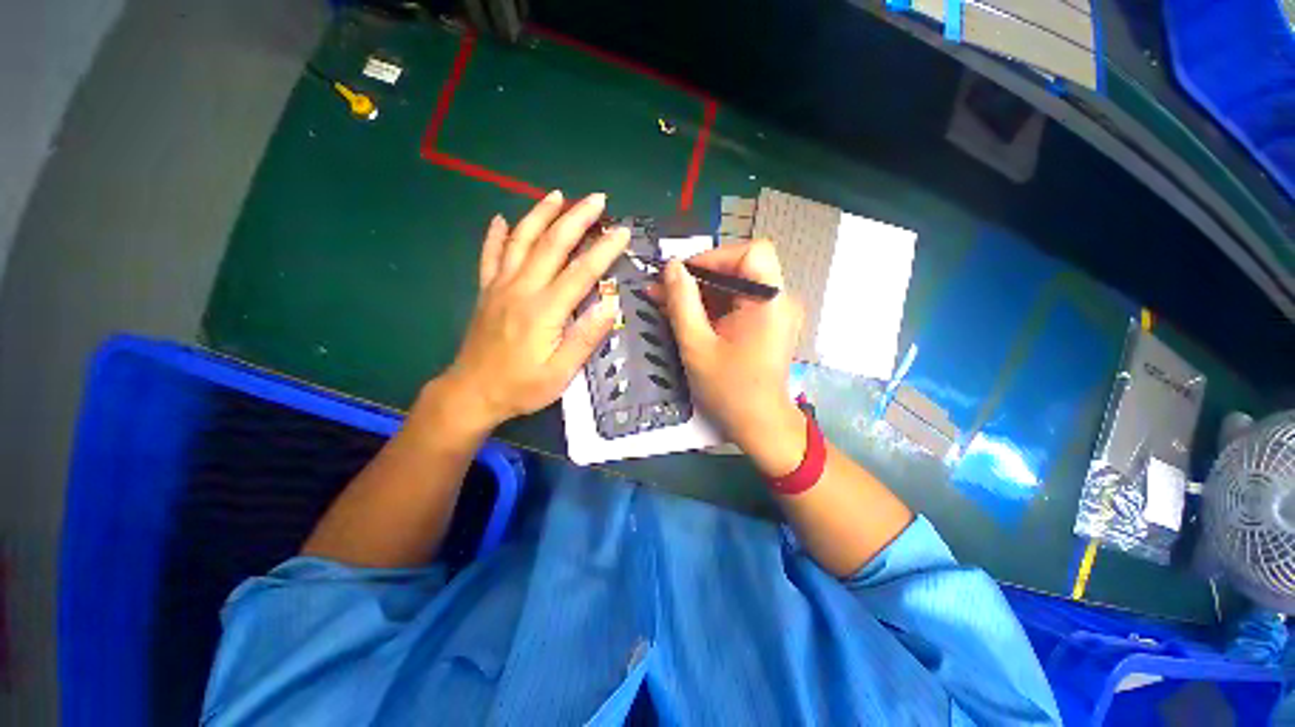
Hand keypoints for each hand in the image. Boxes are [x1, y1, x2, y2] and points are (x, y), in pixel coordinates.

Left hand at [434, 191, 629, 431]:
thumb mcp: (560, 373)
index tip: (623, 231)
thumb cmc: (521, 387)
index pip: (581, 271)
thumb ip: (585, 338)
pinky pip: (489, 255)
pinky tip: (500, 218)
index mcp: (544, 310)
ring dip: (540, 214)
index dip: (604, 249)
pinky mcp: (486, 291)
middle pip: (551, 244)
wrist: (472, 393)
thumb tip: (610, 306)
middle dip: (576, 217)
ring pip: (521, 240)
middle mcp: (522, 289)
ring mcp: (500, 286)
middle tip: (597, 199)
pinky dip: (496, 235)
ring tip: (557, 195)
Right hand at [660, 241, 806, 473]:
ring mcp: (774, 312)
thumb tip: (670, 266)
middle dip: (698, 277)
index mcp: (770, 302)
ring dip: (699, 292)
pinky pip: (735, 303)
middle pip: (739, 268)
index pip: (751, 251)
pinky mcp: (765, 324)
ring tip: (664, 302)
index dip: (715, 257)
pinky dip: (709, 307)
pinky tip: (683, 316)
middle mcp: (779, 300)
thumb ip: (682, 302)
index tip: (684, 276)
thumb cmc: (729, 390)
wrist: (759, 425)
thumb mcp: (697, 346)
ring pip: (733, 286)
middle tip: (662, 289)